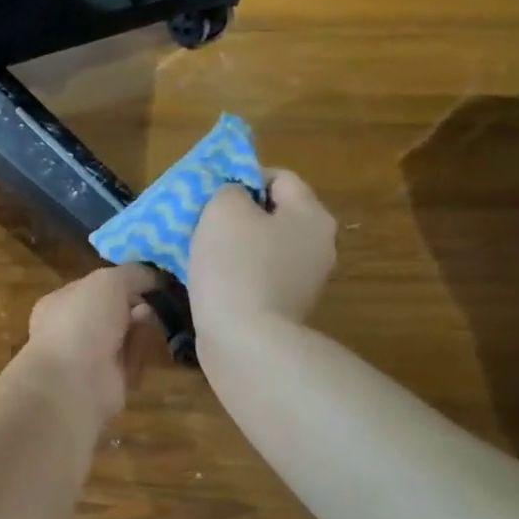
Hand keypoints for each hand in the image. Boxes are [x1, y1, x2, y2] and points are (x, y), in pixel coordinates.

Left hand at [19, 263, 160, 421]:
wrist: (74, 382)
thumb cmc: (82, 321)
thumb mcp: (109, 281)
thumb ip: (133, 273)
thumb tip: (155, 277)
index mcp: (61, 302)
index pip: (95, 287)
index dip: (122, 282)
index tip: (148, 280)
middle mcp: (71, 329)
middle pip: (112, 312)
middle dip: (135, 305)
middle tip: (154, 302)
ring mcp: (88, 358)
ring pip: (124, 336)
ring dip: (141, 328)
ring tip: (153, 322)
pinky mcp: (108, 382)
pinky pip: (130, 362)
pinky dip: (141, 354)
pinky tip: (148, 348)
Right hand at [187, 172, 337, 333]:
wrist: (244, 341)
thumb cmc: (235, 265)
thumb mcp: (223, 210)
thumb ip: (230, 190)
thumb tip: (236, 198)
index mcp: (312, 215)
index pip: (280, 178)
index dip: (244, 177)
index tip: (212, 194)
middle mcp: (318, 245)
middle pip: (274, 214)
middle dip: (237, 215)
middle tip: (202, 221)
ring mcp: (305, 281)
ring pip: (264, 247)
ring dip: (234, 247)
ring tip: (199, 252)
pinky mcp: (286, 309)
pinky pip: (259, 277)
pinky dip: (236, 275)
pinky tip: (211, 282)